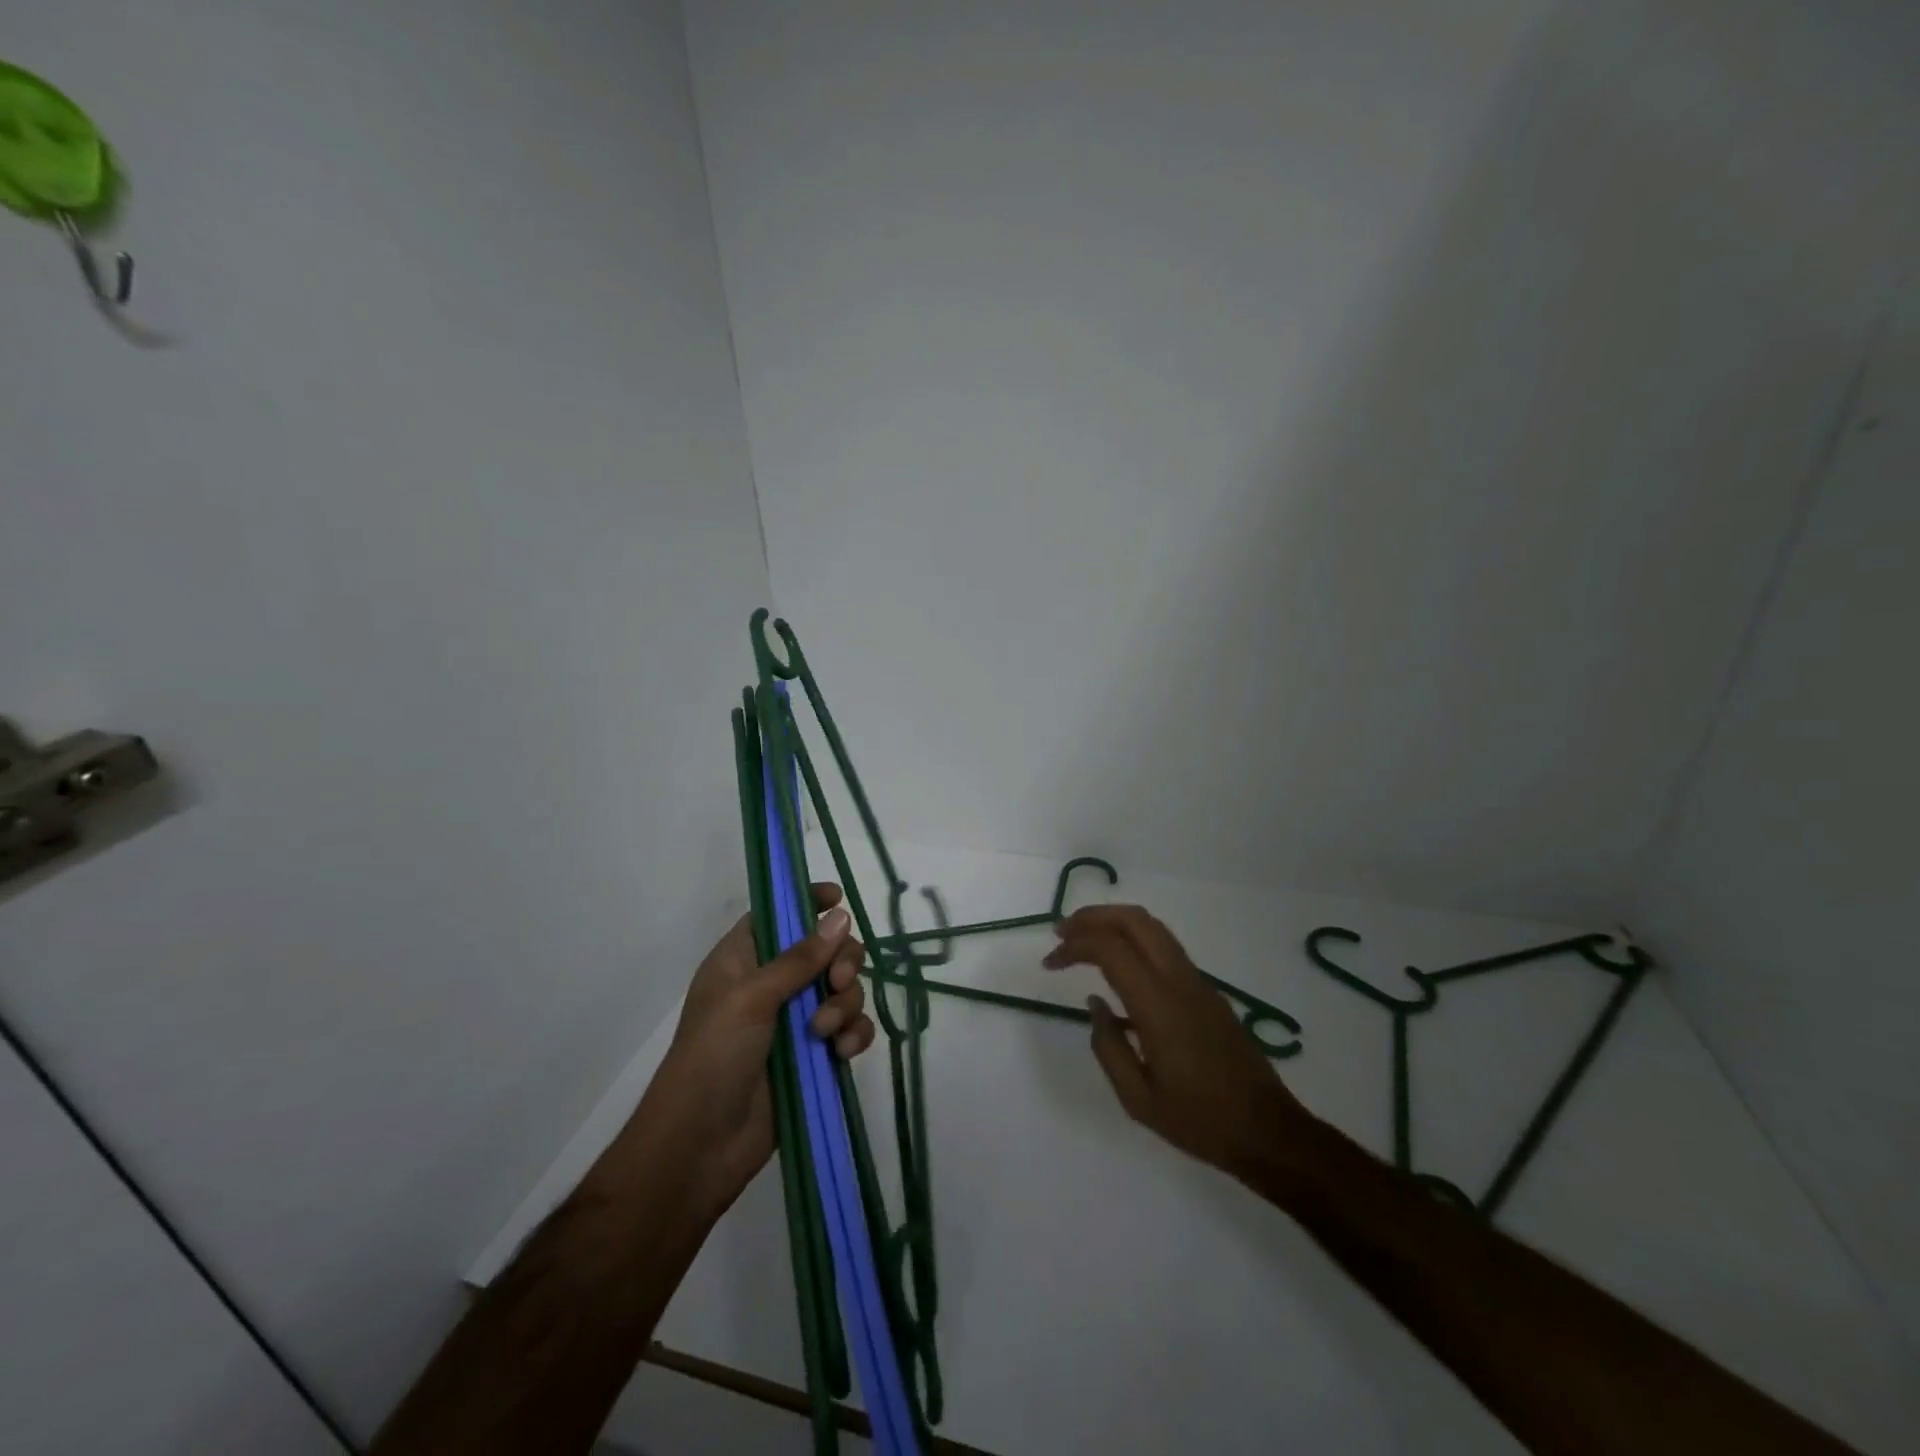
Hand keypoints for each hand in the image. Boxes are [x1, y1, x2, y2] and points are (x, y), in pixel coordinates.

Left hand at [638, 885, 875, 1217]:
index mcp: (744, 959)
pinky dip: (853, 1035)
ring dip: (844, 1005)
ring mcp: (795, 1021)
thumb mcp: (751, 998)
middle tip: (837, 981)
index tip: (838, 898)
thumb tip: (841, 915)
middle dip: (841, 962)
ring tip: (825, 1034)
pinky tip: (842, 1053)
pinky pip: (849, 1029)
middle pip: (825, 950)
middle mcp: (771, 984)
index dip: (807, 901)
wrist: (700, 1146)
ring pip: (843, 990)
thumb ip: (800, 958)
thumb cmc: (713, 1056)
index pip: (779, 914)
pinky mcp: (814, 1056)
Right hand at [1045, 903, 1309, 1180]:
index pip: (1111, 949)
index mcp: (1159, 1005)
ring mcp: (1197, 982)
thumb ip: (1108, 1047)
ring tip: (1083, 939)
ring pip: (1153, 928)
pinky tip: (1118, 965)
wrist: (1268, 1130)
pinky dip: (1133, 939)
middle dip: (1093, 917)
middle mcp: (1179, 980)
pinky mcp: (1207, 991)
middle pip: (1134, 920)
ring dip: (1114, 923)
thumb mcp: (1138, 1098)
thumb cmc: (1199, 1120)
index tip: (1050, 962)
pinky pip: (1165, 947)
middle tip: (1062, 933)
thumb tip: (1095, 1003)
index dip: (1075, 946)